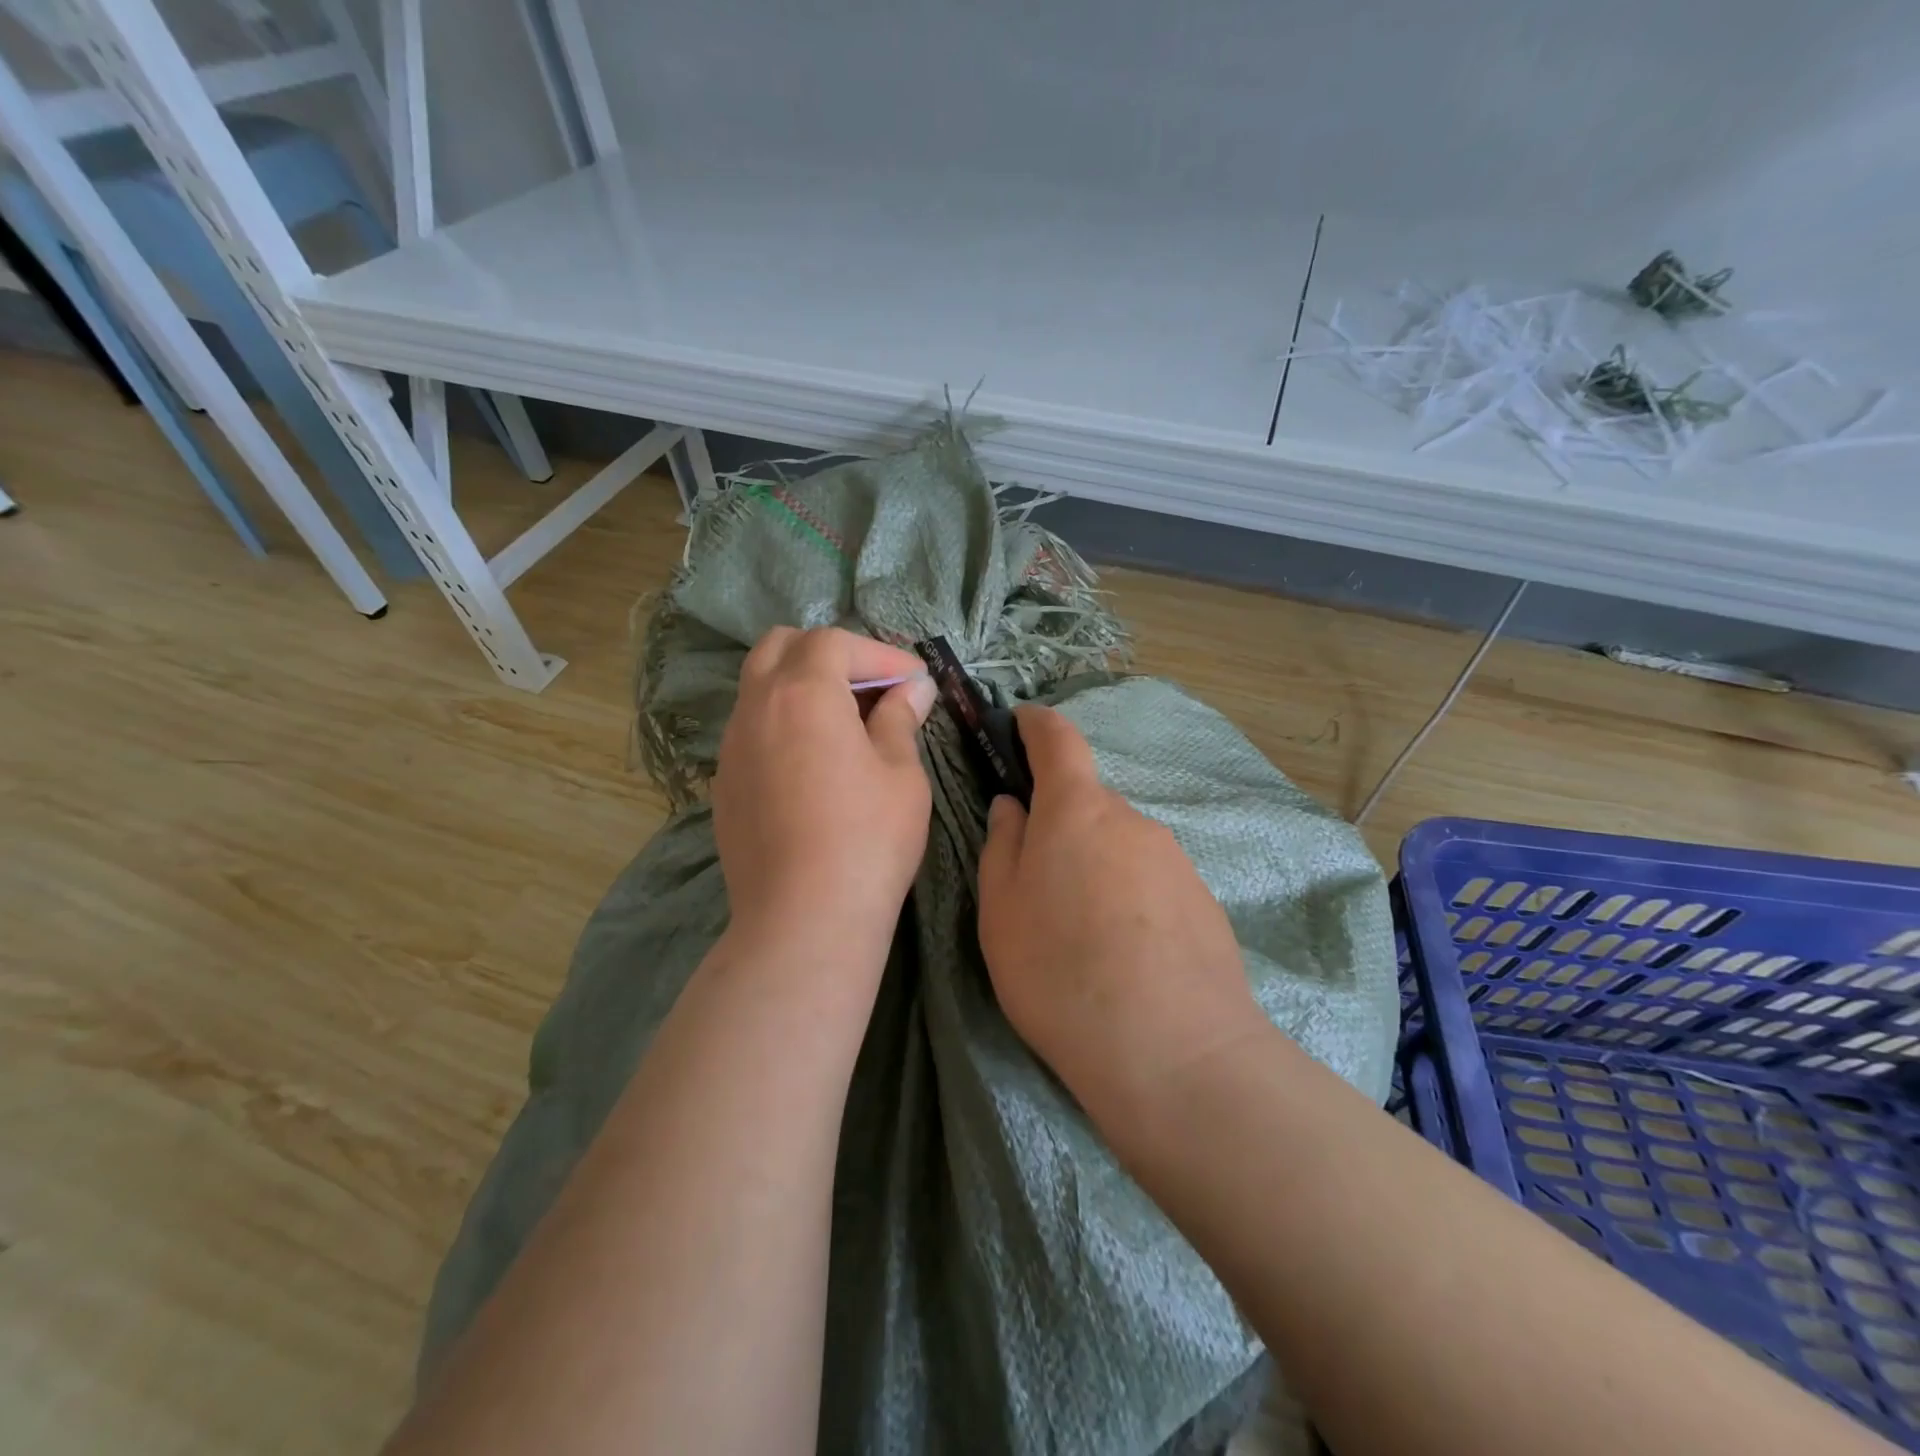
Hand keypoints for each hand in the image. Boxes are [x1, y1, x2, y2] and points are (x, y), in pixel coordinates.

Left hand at [713, 627, 935, 954]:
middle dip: (830, 655)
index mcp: (802, 693)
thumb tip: (913, 689)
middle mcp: (755, 707)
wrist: (803, 919)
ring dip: (802, 687)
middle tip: (871, 687)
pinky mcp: (724, 785)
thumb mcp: (901, 774)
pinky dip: (784, 724)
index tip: (913, 681)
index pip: (835, 643)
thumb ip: (901, 719)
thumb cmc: (867, 839)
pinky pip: (752, 730)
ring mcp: (731, 747)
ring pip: (759, 688)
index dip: (879, 654)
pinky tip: (814, 763)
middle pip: (782, 647)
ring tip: (846, 723)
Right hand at [976, 705, 1264, 1120]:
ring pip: (1119, 844)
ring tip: (1078, 931)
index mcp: (1077, 809)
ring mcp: (1174, 858)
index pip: (1059, 739)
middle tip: (1036, 879)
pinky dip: (1128, 897)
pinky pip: (1150, 880)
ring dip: (1094, 865)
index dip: (1037, 724)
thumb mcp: (1001, 910)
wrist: (1173, 1050)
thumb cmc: (1060, 970)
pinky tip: (1121, 953)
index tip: (1020, 721)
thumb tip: (1013, 805)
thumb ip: (1003, 845)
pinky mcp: (1202, 899)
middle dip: (1060, 822)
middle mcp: (1131, 819)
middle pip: (1088, 802)